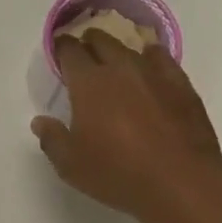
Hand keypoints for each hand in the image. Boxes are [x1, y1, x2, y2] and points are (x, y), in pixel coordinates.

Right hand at [32, 32, 221, 222]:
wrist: (181, 182)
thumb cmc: (117, 172)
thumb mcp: (71, 165)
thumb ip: (52, 138)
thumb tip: (40, 121)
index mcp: (88, 83)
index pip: (70, 51)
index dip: (61, 48)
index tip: (58, 51)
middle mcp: (120, 68)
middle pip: (101, 41)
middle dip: (89, 42)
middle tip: (84, 54)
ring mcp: (154, 74)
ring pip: (131, 48)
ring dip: (118, 51)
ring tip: (114, 61)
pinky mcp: (181, 85)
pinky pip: (162, 60)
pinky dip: (151, 58)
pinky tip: (150, 65)